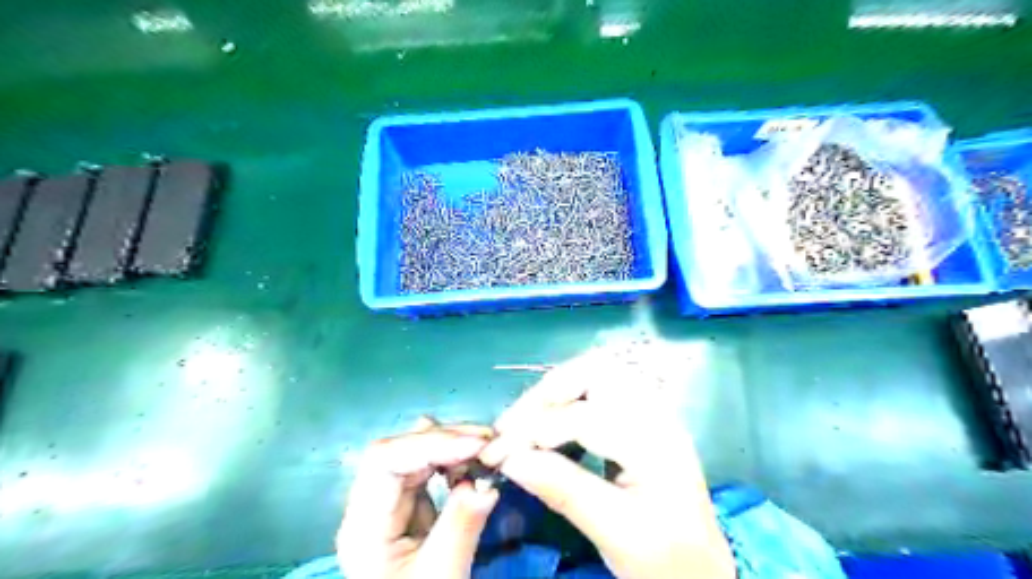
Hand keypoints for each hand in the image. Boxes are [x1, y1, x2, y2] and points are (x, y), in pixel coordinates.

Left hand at [340, 416, 500, 577]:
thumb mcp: (442, 576)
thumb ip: (461, 524)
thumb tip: (487, 480)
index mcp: (363, 526)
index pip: (384, 461)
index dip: (430, 443)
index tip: (476, 445)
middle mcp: (368, 506)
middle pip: (398, 452)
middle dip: (445, 440)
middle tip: (489, 441)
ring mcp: (386, 504)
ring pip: (413, 455)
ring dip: (451, 446)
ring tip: (485, 449)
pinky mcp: (405, 507)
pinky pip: (426, 471)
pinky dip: (452, 461)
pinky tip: (470, 463)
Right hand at [479, 361, 738, 578]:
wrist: (703, 572)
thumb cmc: (665, 558)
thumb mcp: (614, 532)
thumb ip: (563, 490)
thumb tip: (509, 459)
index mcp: (655, 442)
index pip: (584, 417)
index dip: (534, 430)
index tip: (498, 452)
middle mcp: (656, 414)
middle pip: (595, 373)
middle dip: (547, 393)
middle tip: (512, 424)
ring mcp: (651, 412)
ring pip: (598, 374)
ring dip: (557, 390)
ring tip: (526, 420)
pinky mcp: (642, 419)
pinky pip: (602, 389)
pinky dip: (571, 397)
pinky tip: (553, 420)